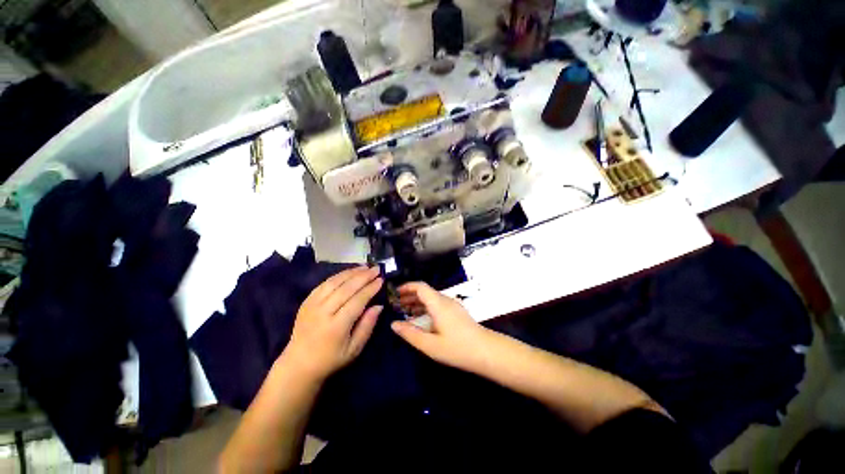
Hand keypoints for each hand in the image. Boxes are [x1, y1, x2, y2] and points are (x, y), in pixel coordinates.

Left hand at [284, 266, 383, 380]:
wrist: (298, 364)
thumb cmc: (331, 359)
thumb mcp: (354, 349)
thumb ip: (367, 326)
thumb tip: (379, 306)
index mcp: (336, 326)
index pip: (357, 301)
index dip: (370, 288)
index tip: (381, 280)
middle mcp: (323, 312)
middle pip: (346, 288)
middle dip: (364, 276)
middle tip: (376, 268)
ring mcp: (312, 305)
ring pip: (335, 282)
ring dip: (352, 272)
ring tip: (365, 267)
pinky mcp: (307, 301)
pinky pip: (324, 283)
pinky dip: (338, 275)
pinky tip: (348, 272)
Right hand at [391, 282, 490, 370]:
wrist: (486, 351)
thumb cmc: (457, 348)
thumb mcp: (430, 345)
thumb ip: (410, 333)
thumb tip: (393, 324)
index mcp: (438, 304)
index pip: (420, 287)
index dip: (407, 287)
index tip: (395, 293)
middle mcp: (445, 300)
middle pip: (425, 291)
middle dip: (410, 295)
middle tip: (396, 304)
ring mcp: (452, 305)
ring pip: (431, 298)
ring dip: (418, 302)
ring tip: (405, 311)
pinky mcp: (457, 311)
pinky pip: (438, 304)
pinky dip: (426, 308)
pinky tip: (421, 319)